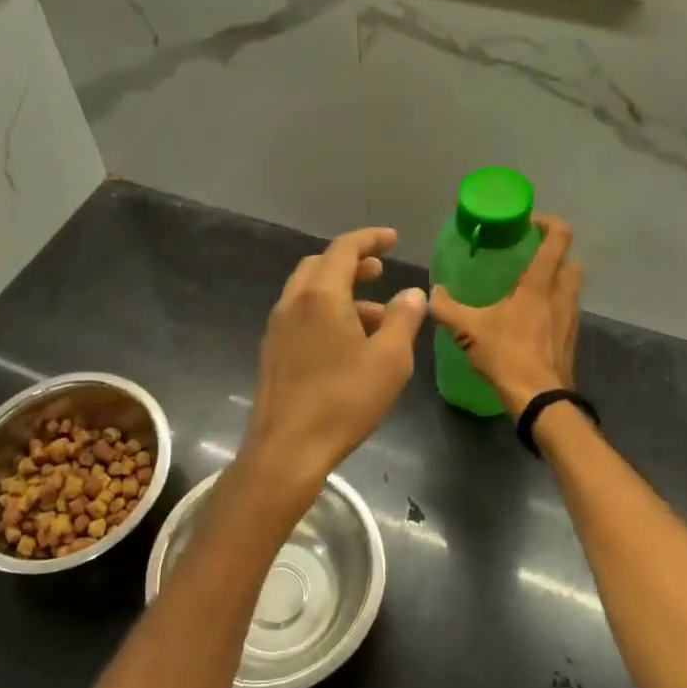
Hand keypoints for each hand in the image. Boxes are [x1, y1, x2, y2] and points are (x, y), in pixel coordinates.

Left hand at [239, 227, 426, 500]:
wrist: (287, 449)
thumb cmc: (343, 400)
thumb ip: (404, 319)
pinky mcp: (273, 353)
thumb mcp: (390, 360)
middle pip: (320, 266)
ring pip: (309, 293)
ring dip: (341, 292)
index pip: (344, 249)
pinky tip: (348, 344)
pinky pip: (301, 316)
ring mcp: (277, 328)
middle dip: (352, 263)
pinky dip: (326, 313)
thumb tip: (413, 293)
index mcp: (320, 295)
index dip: (370, 238)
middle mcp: (293, 303)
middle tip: (379, 271)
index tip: (392, 239)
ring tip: (377, 317)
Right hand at [429, 214, 581, 416]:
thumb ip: (447, 308)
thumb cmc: (507, 355)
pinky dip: (554, 308)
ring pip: (571, 288)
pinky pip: (566, 312)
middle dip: (555, 254)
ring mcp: (570, 319)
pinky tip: (530, 321)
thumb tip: (432, 293)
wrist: (540, 400)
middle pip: (571, 262)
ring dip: (556, 282)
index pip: (558, 239)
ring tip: (527, 289)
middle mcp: (561, 296)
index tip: (530, 223)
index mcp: (539, 285)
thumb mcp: (467, 330)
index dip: (550, 223)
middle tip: (529, 256)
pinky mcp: (570, 340)